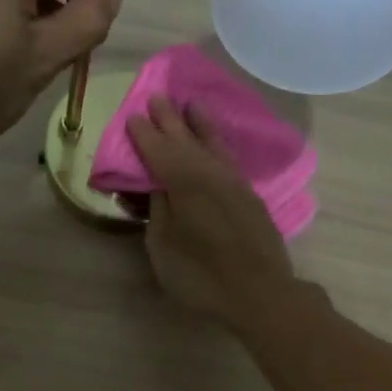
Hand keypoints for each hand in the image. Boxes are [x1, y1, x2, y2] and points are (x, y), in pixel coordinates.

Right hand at [127, 97, 296, 328]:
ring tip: (191, 106)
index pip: (158, 150)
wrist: (259, 292)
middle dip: (169, 120)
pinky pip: (228, 158)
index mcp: (183, 181)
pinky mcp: (250, 196)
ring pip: (213, 144)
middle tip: (157, 98)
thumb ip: (158, 210)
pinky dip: (218, 144)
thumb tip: (159, 187)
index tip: (133, 115)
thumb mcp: (163, 245)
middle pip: (186, 140)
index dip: (144, 134)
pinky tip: (216, 144)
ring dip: (200, 125)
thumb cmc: (201, 275)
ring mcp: (234, 183)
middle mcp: (210, 172)